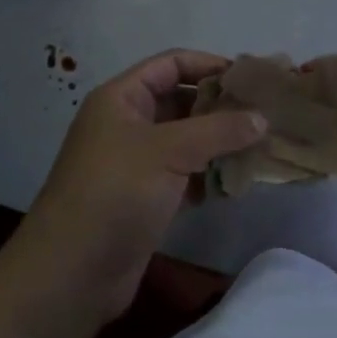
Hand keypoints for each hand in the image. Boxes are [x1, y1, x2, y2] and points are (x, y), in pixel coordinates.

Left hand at [17, 51, 265, 327]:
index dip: (210, 65)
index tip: (251, 78)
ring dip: (219, 142)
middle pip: (181, 100)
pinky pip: (185, 174)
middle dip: (221, 106)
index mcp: (122, 99)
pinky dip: (209, 175)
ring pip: (186, 140)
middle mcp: (128, 124)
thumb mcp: (169, 151)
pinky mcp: (146, 197)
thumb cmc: (115, 193)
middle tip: (265, 114)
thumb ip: (219, 130)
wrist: (71, 273)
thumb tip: (262, 118)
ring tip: (260, 147)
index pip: (171, 64)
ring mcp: (136, 163)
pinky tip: (236, 183)